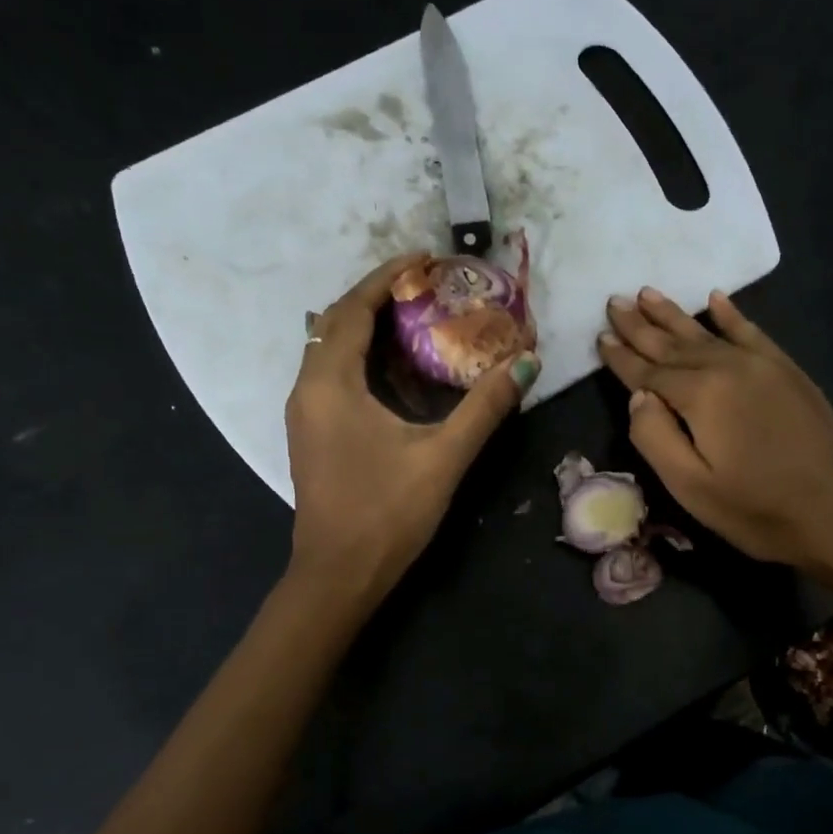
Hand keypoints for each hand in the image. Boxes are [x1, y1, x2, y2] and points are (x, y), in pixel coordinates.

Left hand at [287, 253, 539, 604]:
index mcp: (330, 383)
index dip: (387, 277)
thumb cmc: (387, 513)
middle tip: (425, 287)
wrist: (339, 574)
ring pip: (330, 350)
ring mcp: (305, 414)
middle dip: (378, 297)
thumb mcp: (443, 457)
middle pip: (336, 322)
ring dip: (367, 327)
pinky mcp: (312, 435)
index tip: (424, 258)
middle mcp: (308, 389)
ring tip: (415, 319)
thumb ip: (484, 408)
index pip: (354, 309)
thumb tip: (527, 364)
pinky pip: (332, 376)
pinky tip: (397, 372)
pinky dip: (362, 359)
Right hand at [598, 287, 832, 577]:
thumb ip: (655, 437)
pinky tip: (716, 299)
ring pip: (707, 332)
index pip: (649, 371)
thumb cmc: (757, 510)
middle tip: (614, 301)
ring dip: (675, 314)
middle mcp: (729, 367)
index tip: (600, 336)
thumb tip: (638, 397)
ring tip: (648, 293)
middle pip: (674, 344)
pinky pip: (752, 332)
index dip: (622, 357)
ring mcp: (763, 365)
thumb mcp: (692, 487)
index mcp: (701, 396)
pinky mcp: (788, 372)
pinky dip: (731, 315)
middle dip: (641, 325)